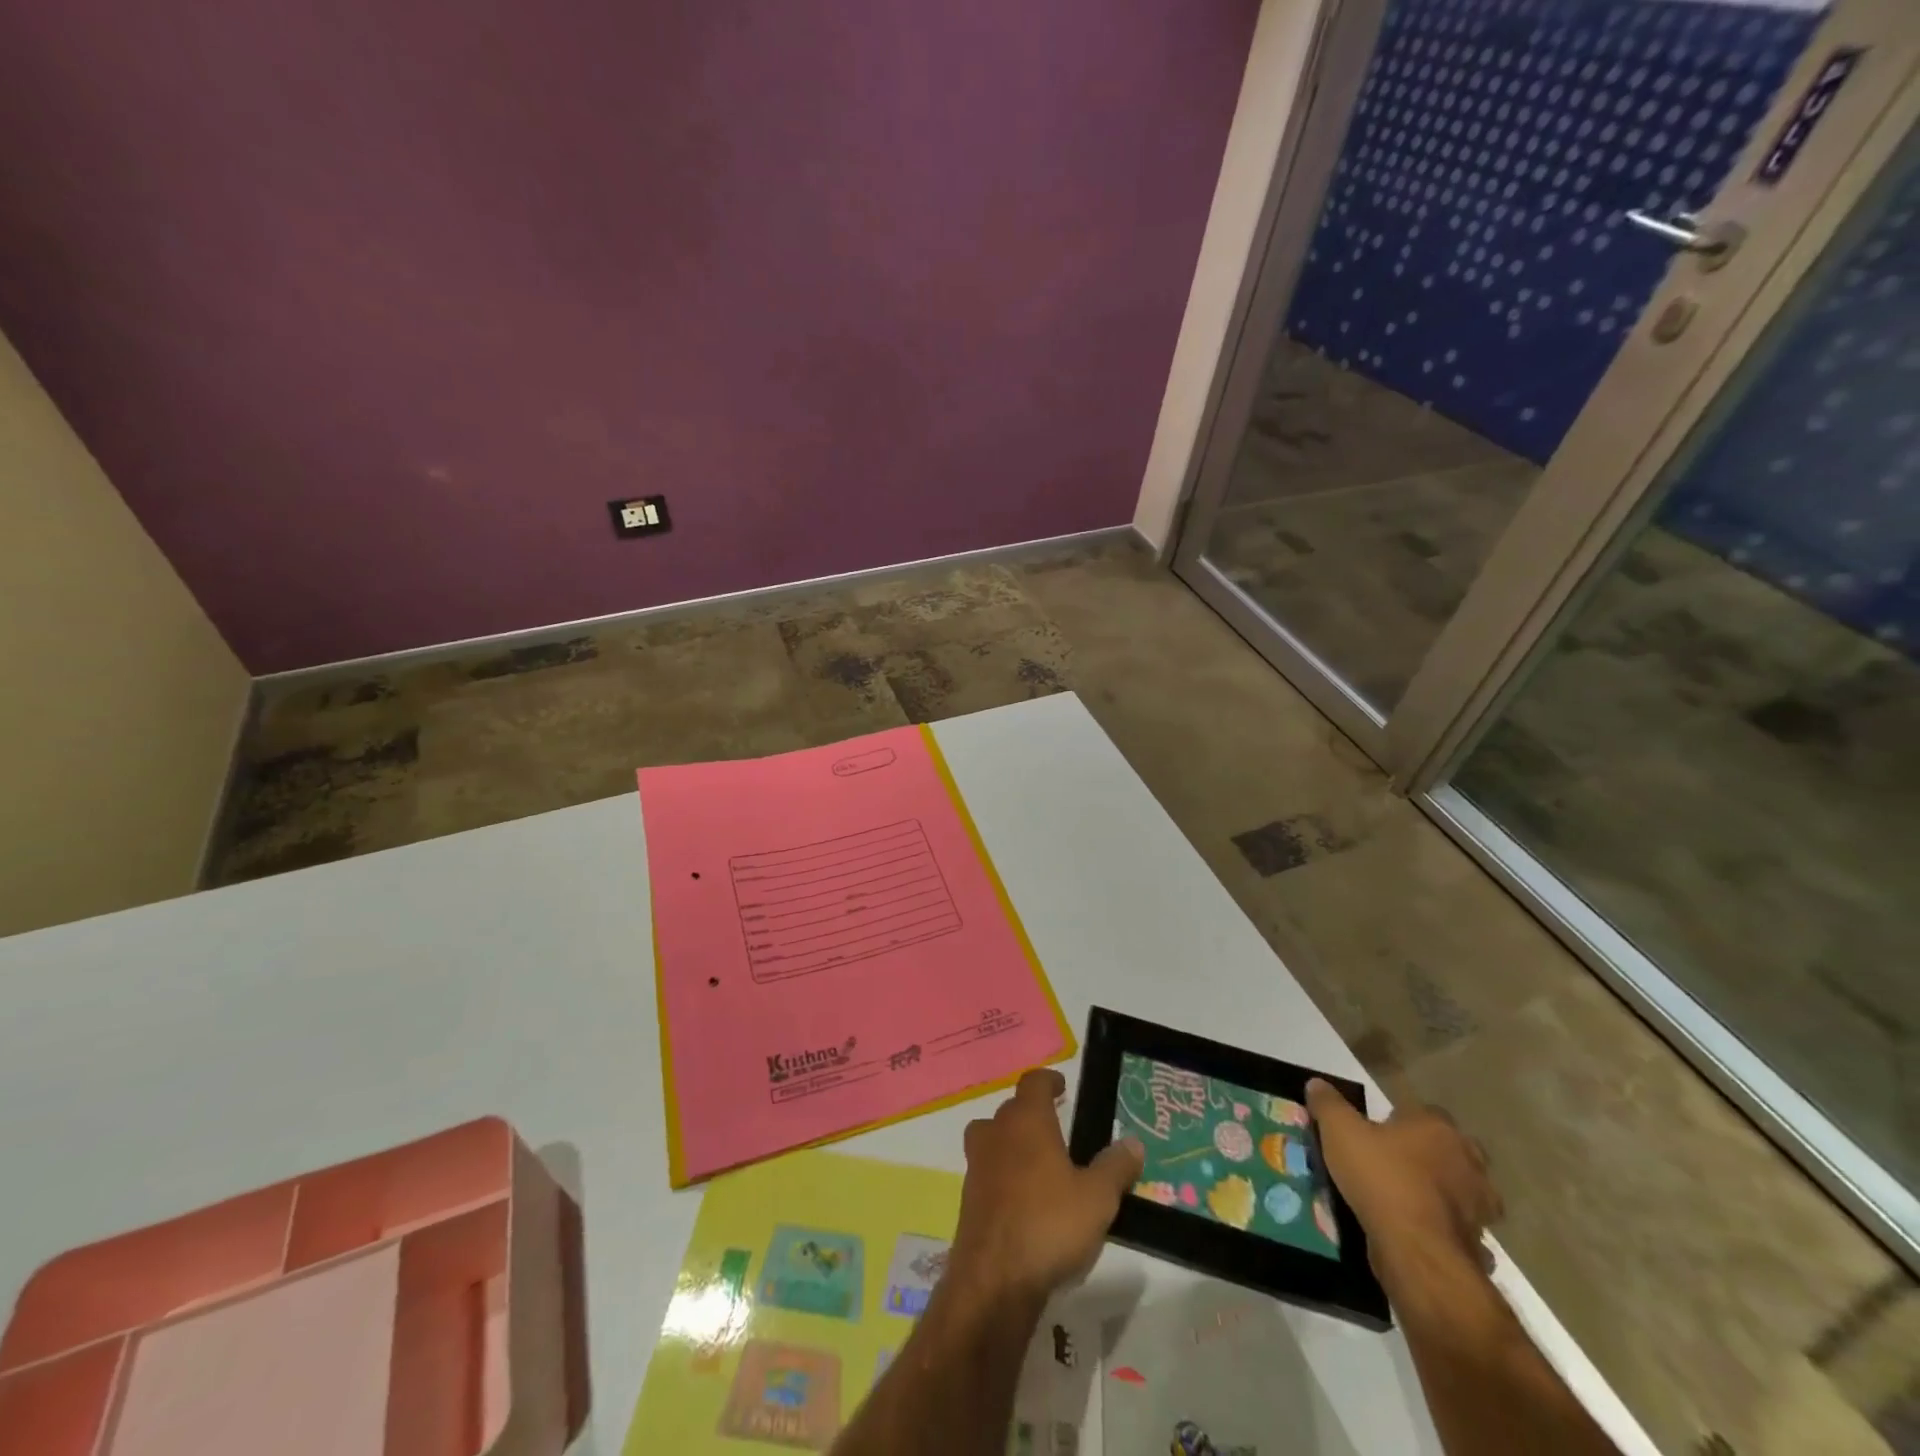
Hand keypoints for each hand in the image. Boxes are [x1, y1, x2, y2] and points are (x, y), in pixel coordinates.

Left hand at [951, 1068, 1143, 1303]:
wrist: (994, 1278)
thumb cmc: (1049, 1224)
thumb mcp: (1097, 1198)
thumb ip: (1116, 1167)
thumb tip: (1133, 1142)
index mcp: (1027, 1120)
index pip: (1033, 1082)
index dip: (1048, 1080)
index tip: (1061, 1087)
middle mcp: (996, 1132)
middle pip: (1012, 1108)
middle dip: (1032, 1113)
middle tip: (1058, 1127)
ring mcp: (977, 1164)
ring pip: (993, 1137)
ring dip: (1012, 1142)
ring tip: (1040, 1162)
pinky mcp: (969, 1197)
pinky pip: (988, 1170)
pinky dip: (1003, 1174)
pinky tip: (1025, 1199)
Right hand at [1305, 1078, 1502, 1276]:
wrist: (1416, 1250)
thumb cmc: (1380, 1177)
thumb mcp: (1339, 1131)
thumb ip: (1328, 1104)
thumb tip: (1317, 1084)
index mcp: (1437, 1128)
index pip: (1423, 1112)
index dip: (1400, 1121)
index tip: (1377, 1132)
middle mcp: (1468, 1161)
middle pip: (1450, 1150)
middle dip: (1430, 1156)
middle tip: (1395, 1164)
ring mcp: (1480, 1206)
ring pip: (1461, 1191)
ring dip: (1443, 1194)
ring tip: (1407, 1200)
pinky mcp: (1479, 1243)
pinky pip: (1462, 1229)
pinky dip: (1445, 1230)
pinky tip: (1420, 1233)